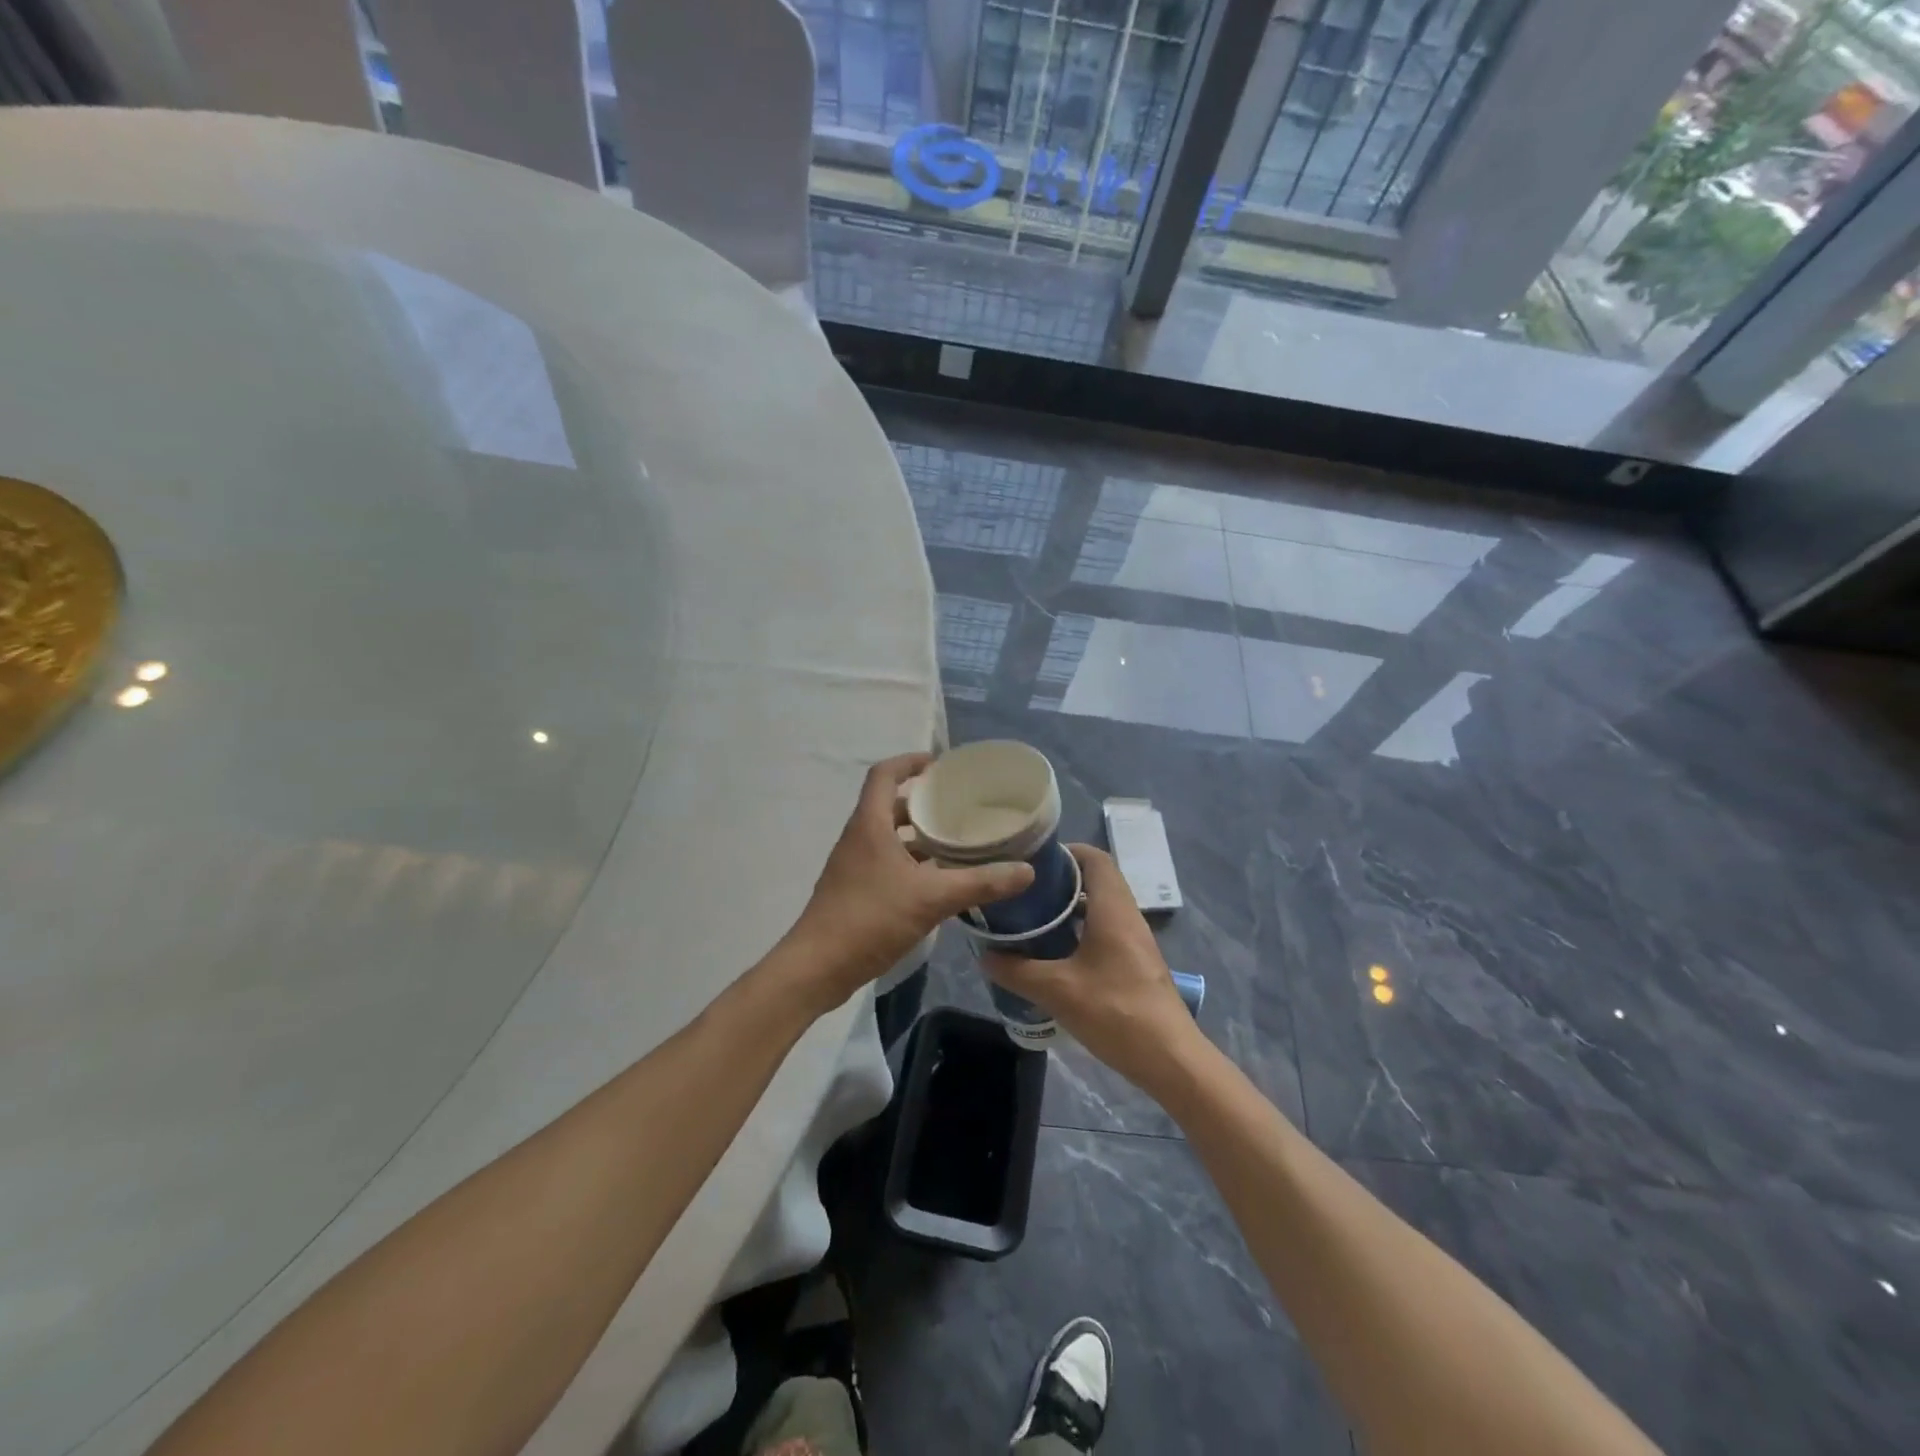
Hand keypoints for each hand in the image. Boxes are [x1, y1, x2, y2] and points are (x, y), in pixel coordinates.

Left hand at [784, 753, 1034, 1008]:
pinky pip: (886, 863)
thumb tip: (1026, 870)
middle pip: (889, 805)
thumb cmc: (870, 918)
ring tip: (956, 842)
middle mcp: (858, 838)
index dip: (910, 762)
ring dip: (918, 836)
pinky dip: (911, 863)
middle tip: (959, 807)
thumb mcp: (931, 898)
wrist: (817, 967)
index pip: (885, 775)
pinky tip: (938, 881)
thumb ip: (979, 883)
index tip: (940, 765)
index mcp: (870, 824)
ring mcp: (853, 866)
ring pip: (888, 837)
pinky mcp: (854, 891)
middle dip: (923, 803)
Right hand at [982, 844, 1198, 1090]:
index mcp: (1113, 909)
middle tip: (1024, 890)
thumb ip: (1018, 971)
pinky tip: (1055, 952)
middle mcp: (1127, 916)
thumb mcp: (1057, 991)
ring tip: (1033, 917)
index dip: (1066, 851)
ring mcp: (1135, 941)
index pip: (1095, 858)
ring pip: (1101, 907)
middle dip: (1061, 880)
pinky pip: (1106, 930)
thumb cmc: (1116, 1013)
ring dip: (1070, 907)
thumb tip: (986, 956)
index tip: (1033, 860)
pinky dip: (1080, 929)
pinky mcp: (1136, 963)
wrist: (1170, 1060)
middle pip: (1097, 880)